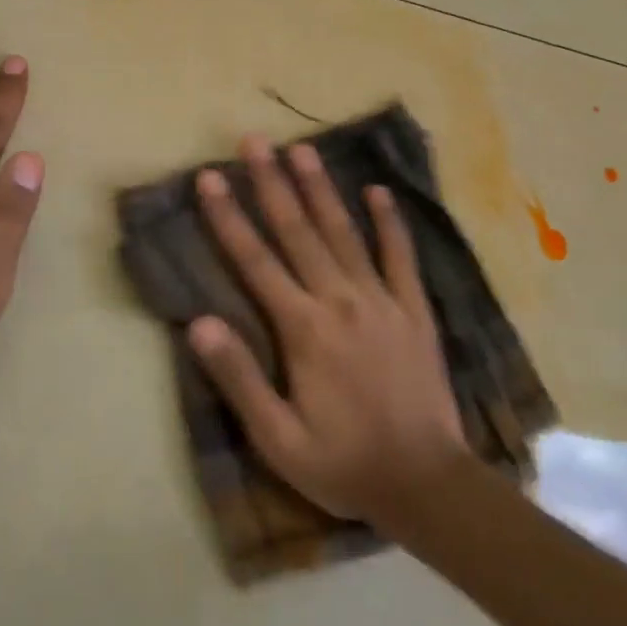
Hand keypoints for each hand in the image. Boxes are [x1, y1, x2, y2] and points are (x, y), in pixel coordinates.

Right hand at [189, 136, 468, 524]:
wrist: (427, 485)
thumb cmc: (344, 462)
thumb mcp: (278, 438)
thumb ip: (238, 378)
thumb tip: (198, 323)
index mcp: (303, 329)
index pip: (255, 260)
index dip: (228, 216)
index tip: (210, 177)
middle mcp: (339, 301)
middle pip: (298, 231)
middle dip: (272, 183)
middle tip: (254, 141)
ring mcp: (382, 301)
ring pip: (344, 233)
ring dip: (321, 189)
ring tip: (302, 149)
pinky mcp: (414, 311)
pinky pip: (400, 258)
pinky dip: (390, 222)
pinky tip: (378, 191)